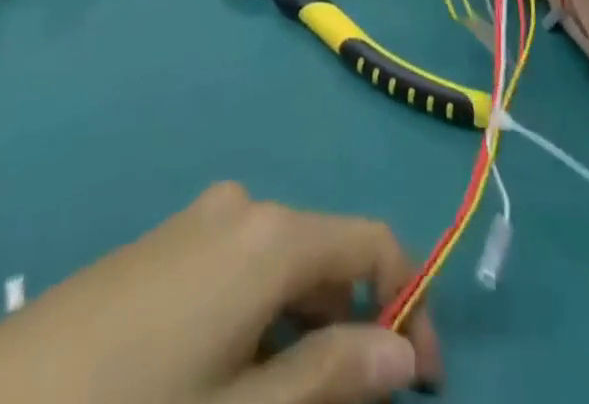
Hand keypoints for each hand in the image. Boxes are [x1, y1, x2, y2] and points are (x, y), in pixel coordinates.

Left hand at [0, 183, 441, 403]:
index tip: (427, 382)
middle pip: (325, 253)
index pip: (370, 241)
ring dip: (306, 328)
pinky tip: (233, 378)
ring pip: (280, 266)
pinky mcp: (161, 243)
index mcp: (269, 234)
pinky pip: (236, 269)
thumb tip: (406, 353)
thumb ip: (330, 380)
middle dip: (355, 324)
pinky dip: (260, 319)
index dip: (410, 302)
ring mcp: (195, 220)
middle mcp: (240, 206)